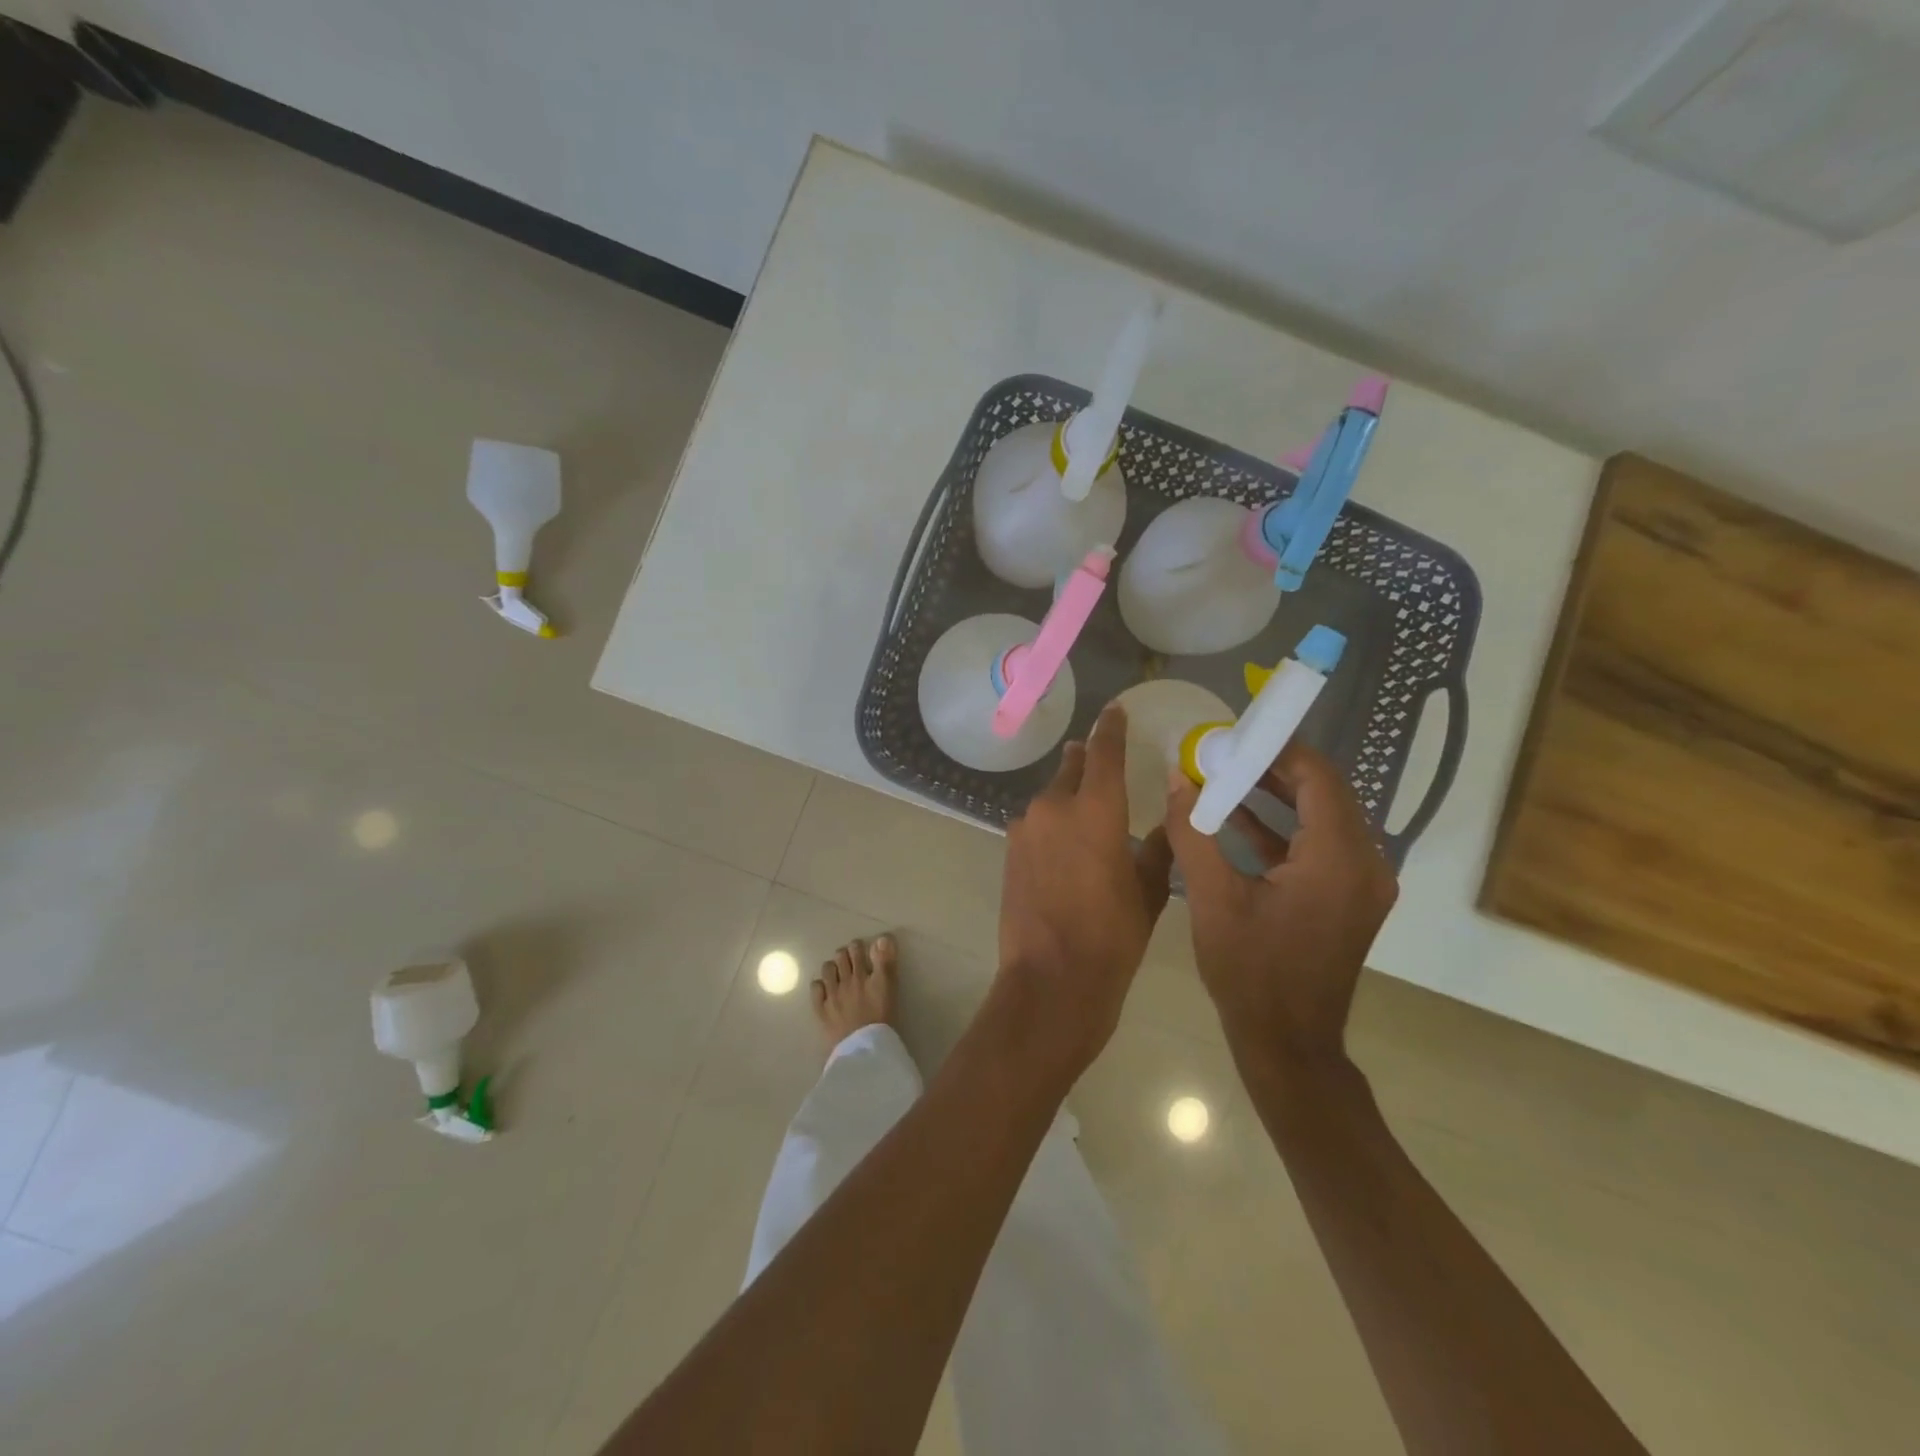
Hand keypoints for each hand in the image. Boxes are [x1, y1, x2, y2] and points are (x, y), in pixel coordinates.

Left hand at [996, 704, 1173, 1077]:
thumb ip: (1158, 848)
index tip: (1115, 711)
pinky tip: (1065, 845)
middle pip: (1072, 768)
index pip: (1104, 751)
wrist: (1050, 980)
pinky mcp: (1009, 849)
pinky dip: (1053, 822)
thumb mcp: (1149, 892)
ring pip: (1051, 796)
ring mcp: (1025, 827)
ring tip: (1087, 812)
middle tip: (1100, 756)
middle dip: (1087, 760)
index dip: (1111, 728)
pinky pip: (1037, 822)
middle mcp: (1055, 806)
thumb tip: (1168, 822)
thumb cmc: (1112, 937)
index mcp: (1096, 809)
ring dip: (1068, 796)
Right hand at [1164, 742, 1395, 1070]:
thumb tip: (1177, 779)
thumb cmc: (1251, 972)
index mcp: (1339, 859)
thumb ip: (1194, 832)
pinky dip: (1282, 828)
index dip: (1279, 749)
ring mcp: (1361, 884)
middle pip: (1324, 793)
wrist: (1287, 1044)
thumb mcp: (1213, 898)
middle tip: (1223, 751)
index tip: (1235, 734)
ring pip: (1321, 818)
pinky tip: (1236, 815)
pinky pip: (1318, 846)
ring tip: (1223, 774)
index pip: (1318, 778)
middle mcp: (1364, 864)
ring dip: (1276, 795)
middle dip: (1273, 768)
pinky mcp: (1347, 898)